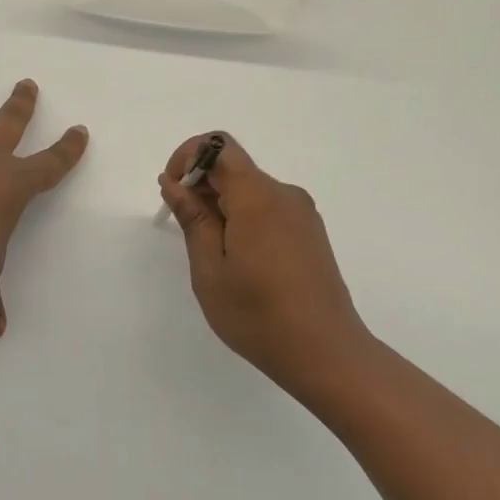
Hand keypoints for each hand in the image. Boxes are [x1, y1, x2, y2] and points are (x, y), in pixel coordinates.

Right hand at [159, 134, 374, 393]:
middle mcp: (283, 194)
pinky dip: (244, 218)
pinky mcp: (310, 232)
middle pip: (234, 167)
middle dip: (201, 185)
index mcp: (257, 196)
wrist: (327, 353)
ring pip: (250, 190)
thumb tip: (174, 183)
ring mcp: (302, 213)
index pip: (219, 146)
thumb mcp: (210, 269)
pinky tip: (240, 260)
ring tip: (211, 253)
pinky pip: (269, 208)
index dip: (188, 156)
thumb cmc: (258, 315)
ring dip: (221, 205)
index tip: (172, 190)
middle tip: (184, 229)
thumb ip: (192, 218)